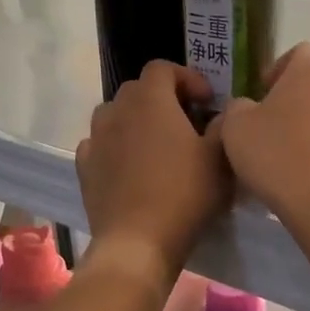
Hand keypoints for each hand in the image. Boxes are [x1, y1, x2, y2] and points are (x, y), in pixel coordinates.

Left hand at [76, 62, 231, 285]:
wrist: (138, 242)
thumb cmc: (185, 194)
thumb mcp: (220, 158)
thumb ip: (224, 126)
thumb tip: (221, 114)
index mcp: (151, 100)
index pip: (163, 68)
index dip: (187, 77)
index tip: (207, 102)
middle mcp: (117, 111)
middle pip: (138, 89)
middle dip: (163, 98)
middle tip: (186, 122)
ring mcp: (96, 139)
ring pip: (115, 115)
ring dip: (136, 120)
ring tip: (156, 144)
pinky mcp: (85, 168)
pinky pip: (100, 144)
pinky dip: (116, 146)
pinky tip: (131, 167)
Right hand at [210, 43, 309, 224]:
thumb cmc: (279, 154)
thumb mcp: (236, 127)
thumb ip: (236, 107)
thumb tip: (246, 108)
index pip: (297, 53)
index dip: (276, 71)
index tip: (260, 97)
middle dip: (291, 101)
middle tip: (267, 128)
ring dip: (308, 126)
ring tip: (285, 155)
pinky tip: (304, 174)